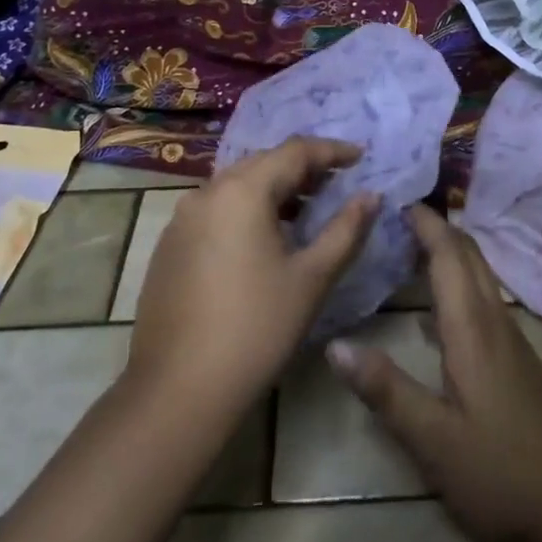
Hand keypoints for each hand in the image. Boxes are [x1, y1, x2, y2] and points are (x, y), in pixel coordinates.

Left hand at [125, 136, 378, 418]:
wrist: (178, 391)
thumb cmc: (256, 329)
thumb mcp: (312, 278)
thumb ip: (346, 230)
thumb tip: (372, 196)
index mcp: (243, 191)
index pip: (295, 152)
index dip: (332, 151)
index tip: (361, 157)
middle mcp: (207, 192)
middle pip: (263, 163)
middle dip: (303, 168)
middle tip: (336, 183)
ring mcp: (182, 219)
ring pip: (237, 186)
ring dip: (273, 190)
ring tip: (305, 211)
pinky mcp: (169, 246)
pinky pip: (216, 210)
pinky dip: (246, 211)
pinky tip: (262, 241)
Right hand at [327, 205, 541, 541]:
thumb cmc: (501, 473)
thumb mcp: (433, 440)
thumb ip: (386, 390)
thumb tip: (334, 344)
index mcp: (472, 328)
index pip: (449, 255)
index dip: (426, 223)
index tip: (396, 198)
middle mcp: (494, 321)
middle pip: (469, 256)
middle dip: (438, 227)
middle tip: (397, 214)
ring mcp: (511, 339)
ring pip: (479, 276)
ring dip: (449, 252)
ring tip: (410, 246)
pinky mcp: (517, 360)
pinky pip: (483, 299)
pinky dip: (458, 281)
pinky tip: (437, 308)